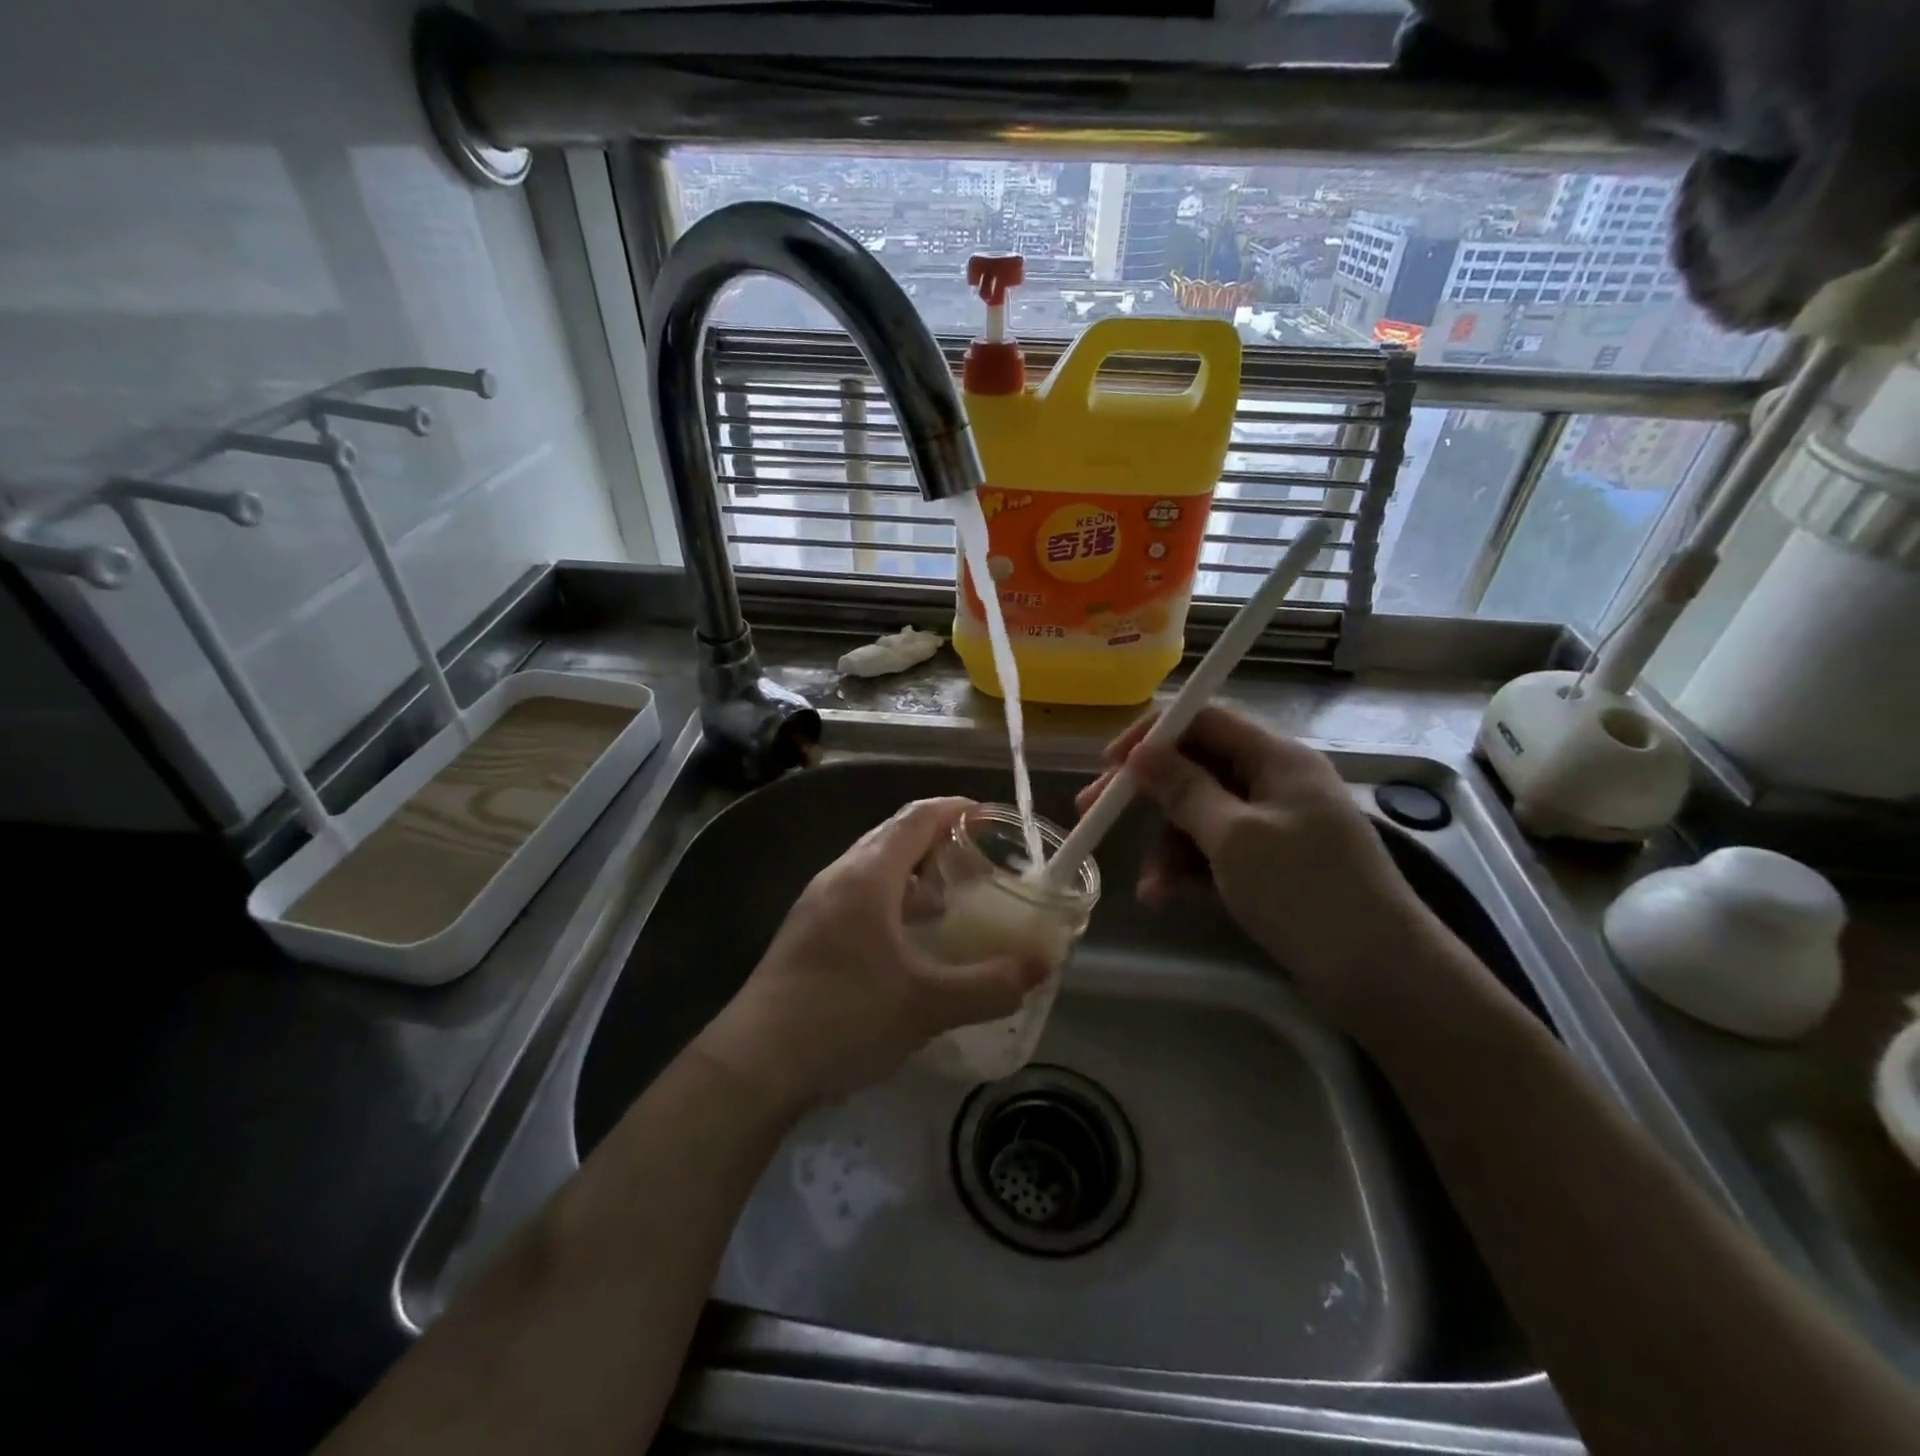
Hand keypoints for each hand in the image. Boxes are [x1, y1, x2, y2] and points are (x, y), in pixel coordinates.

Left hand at [697, 797, 1048, 1110]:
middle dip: (937, 839)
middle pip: (893, 836)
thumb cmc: (844, 1017)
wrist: (755, 1063)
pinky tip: (907, 941)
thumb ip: (990, 984)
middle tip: (978, 859)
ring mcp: (817, 904)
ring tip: (949, 900)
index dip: (955, 809)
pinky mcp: (806, 932)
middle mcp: (840, 876)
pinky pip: (858, 896)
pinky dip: (891, 900)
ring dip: (913, 873)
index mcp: (868, 876)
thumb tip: (1042, 966)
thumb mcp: (927, 1004)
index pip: (917, 818)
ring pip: (873, 868)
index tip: (989, 816)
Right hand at [1076, 707, 1430, 1021]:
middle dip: (1148, 795)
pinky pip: (1216, 851)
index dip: (1152, 734)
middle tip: (1095, 815)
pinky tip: (1167, 897)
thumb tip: (1141, 752)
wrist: (1382, 976)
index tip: (1108, 764)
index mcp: (1275, 758)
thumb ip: (1183, 790)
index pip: (1205, 719)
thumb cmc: (1306, 892)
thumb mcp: (1234, 837)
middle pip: (1196, 768)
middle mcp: (1274, 781)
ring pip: (1200, 815)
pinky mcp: (1272, 864)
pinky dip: (1189, 869)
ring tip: (1152, 889)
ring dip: (1167, 846)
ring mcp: (1275, 825)